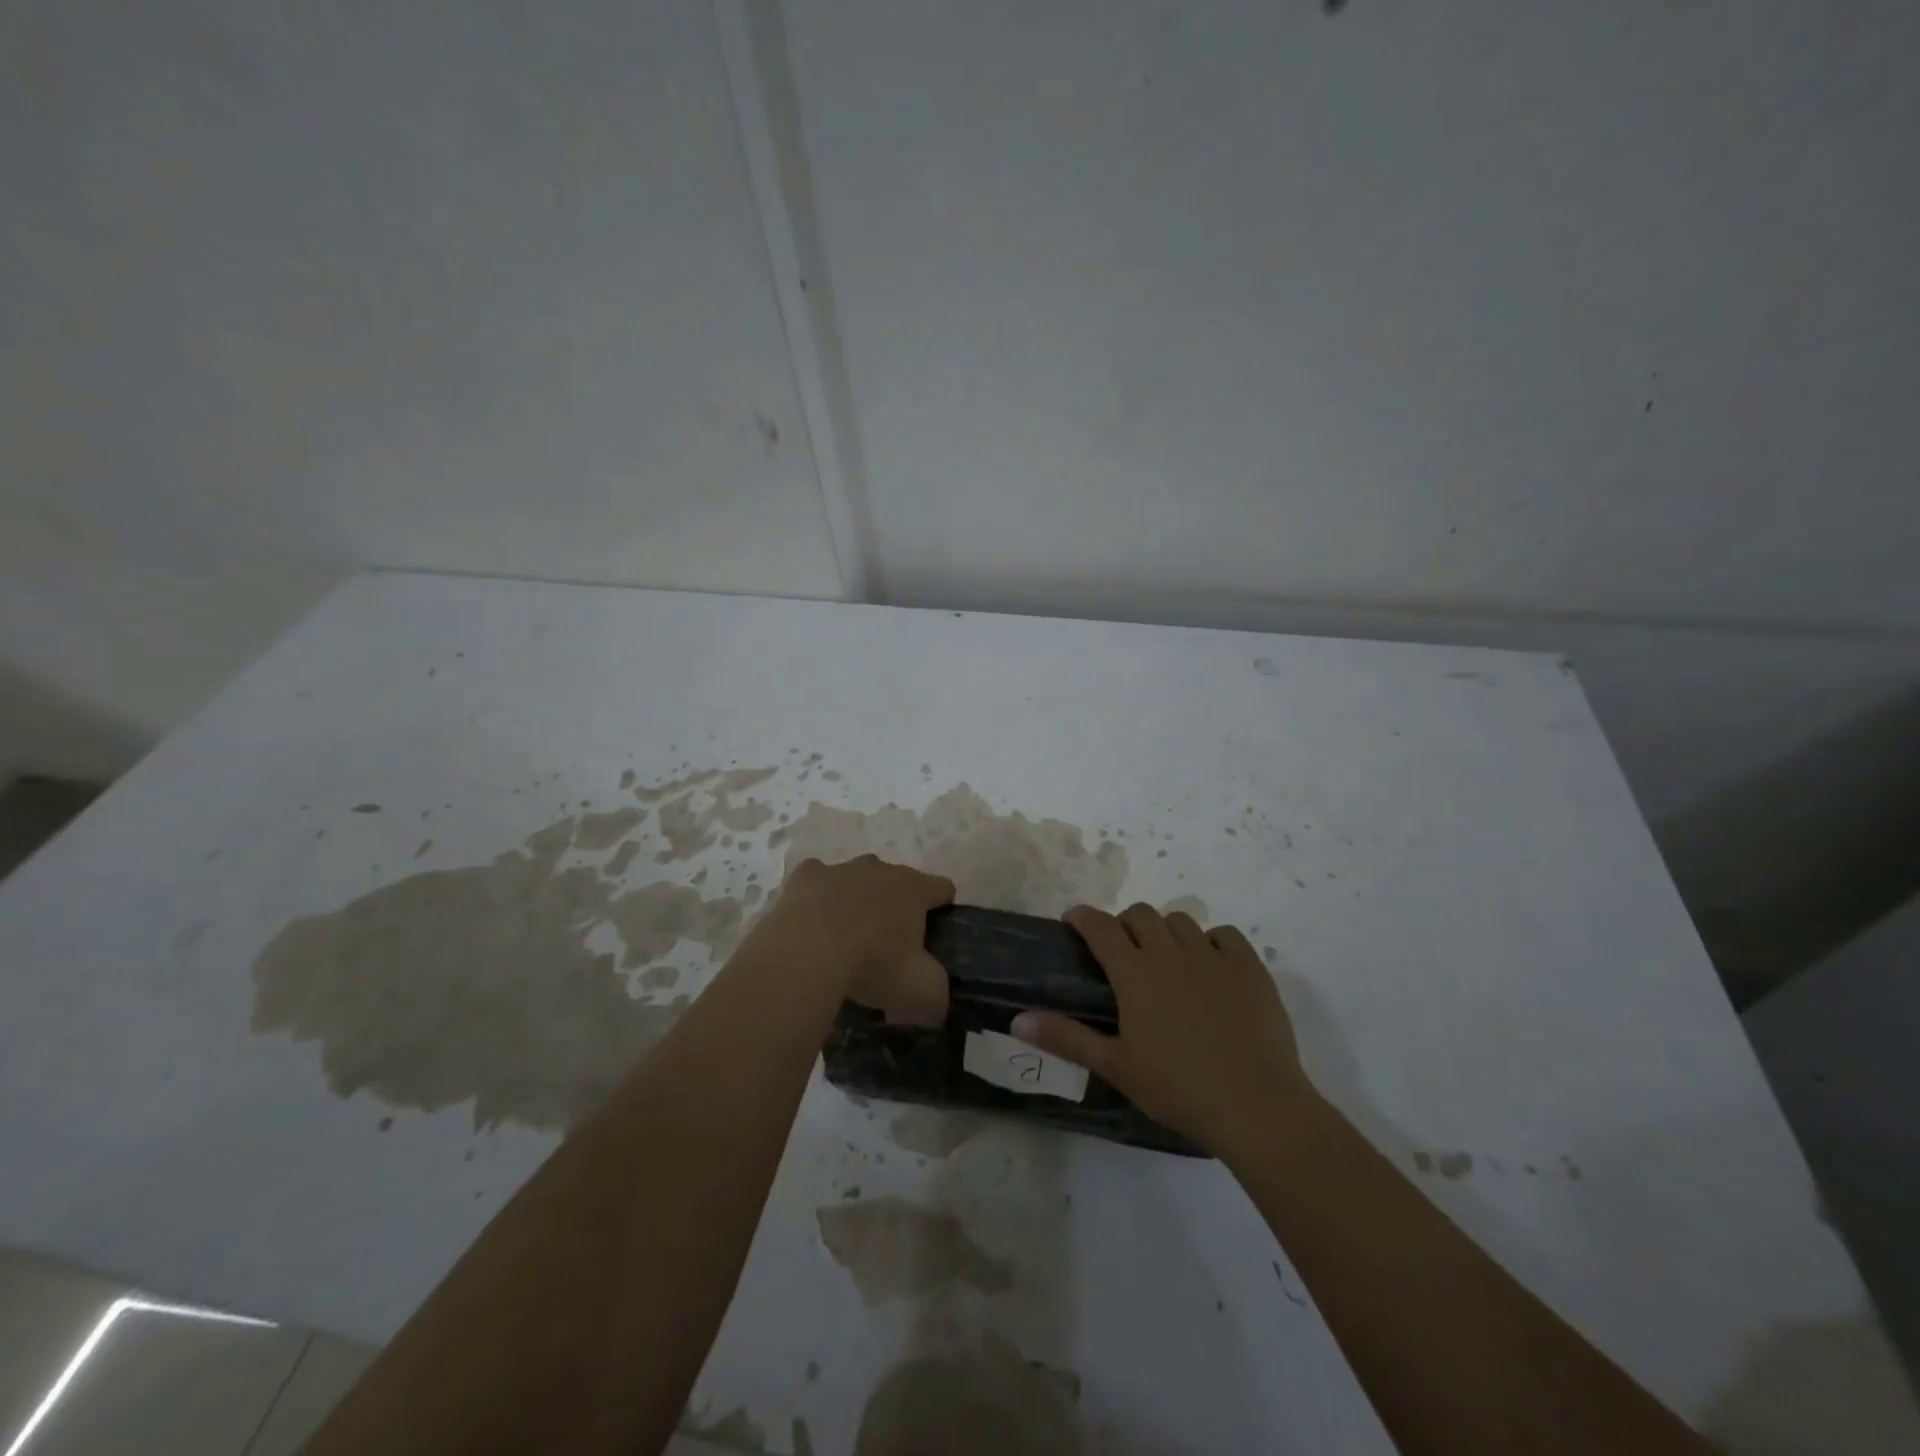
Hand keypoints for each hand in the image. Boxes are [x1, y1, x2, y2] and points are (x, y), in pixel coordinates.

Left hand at [764, 855, 954, 1025]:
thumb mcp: (922, 992)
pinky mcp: (805, 876)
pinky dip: (817, 899)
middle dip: (896, 908)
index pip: (943, 888)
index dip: (943, 910)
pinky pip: (817, 882)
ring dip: (856, 902)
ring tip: (844, 941)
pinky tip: (811, 925)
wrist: (806, 953)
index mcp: (914, 888)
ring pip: (856, 880)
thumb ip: (938, 996)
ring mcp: (840, 869)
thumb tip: (935, 1005)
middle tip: (887, 949)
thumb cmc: (872, 965)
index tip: (934, 938)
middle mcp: (880, 869)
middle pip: (897, 882)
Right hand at [1012, 903, 1317, 1158]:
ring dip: (1165, 931)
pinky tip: (1210, 967)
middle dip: (1125, 923)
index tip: (1074, 920)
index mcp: (1135, 973)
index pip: (1101, 927)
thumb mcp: (1116, 1066)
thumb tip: (1017, 1019)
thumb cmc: (1178, 1088)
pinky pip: (1225, 935)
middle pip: (1141, 914)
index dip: (1084, 917)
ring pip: (1181, 920)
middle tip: (1122, 951)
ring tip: (1166, 960)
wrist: (1255, 1106)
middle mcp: (1171, 952)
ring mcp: (1213, 956)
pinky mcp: (1249, 968)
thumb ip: (1066, 1038)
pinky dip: (1211, 942)